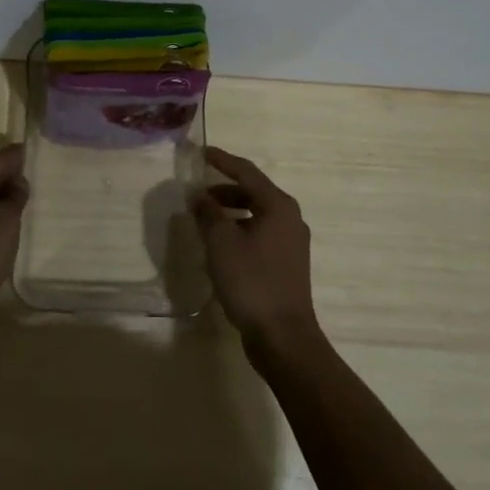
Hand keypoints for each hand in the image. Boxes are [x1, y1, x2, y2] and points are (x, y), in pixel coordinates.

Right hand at [192, 147, 319, 348]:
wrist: (283, 337)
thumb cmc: (251, 281)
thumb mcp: (221, 242)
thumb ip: (208, 213)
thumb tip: (199, 196)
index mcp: (278, 205)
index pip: (246, 171)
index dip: (222, 160)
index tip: (201, 153)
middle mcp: (290, 217)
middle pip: (253, 192)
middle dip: (223, 189)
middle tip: (198, 192)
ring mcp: (291, 242)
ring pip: (256, 214)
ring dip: (230, 211)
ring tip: (204, 219)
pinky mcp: (287, 263)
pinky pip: (260, 233)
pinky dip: (239, 229)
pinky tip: (220, 244)